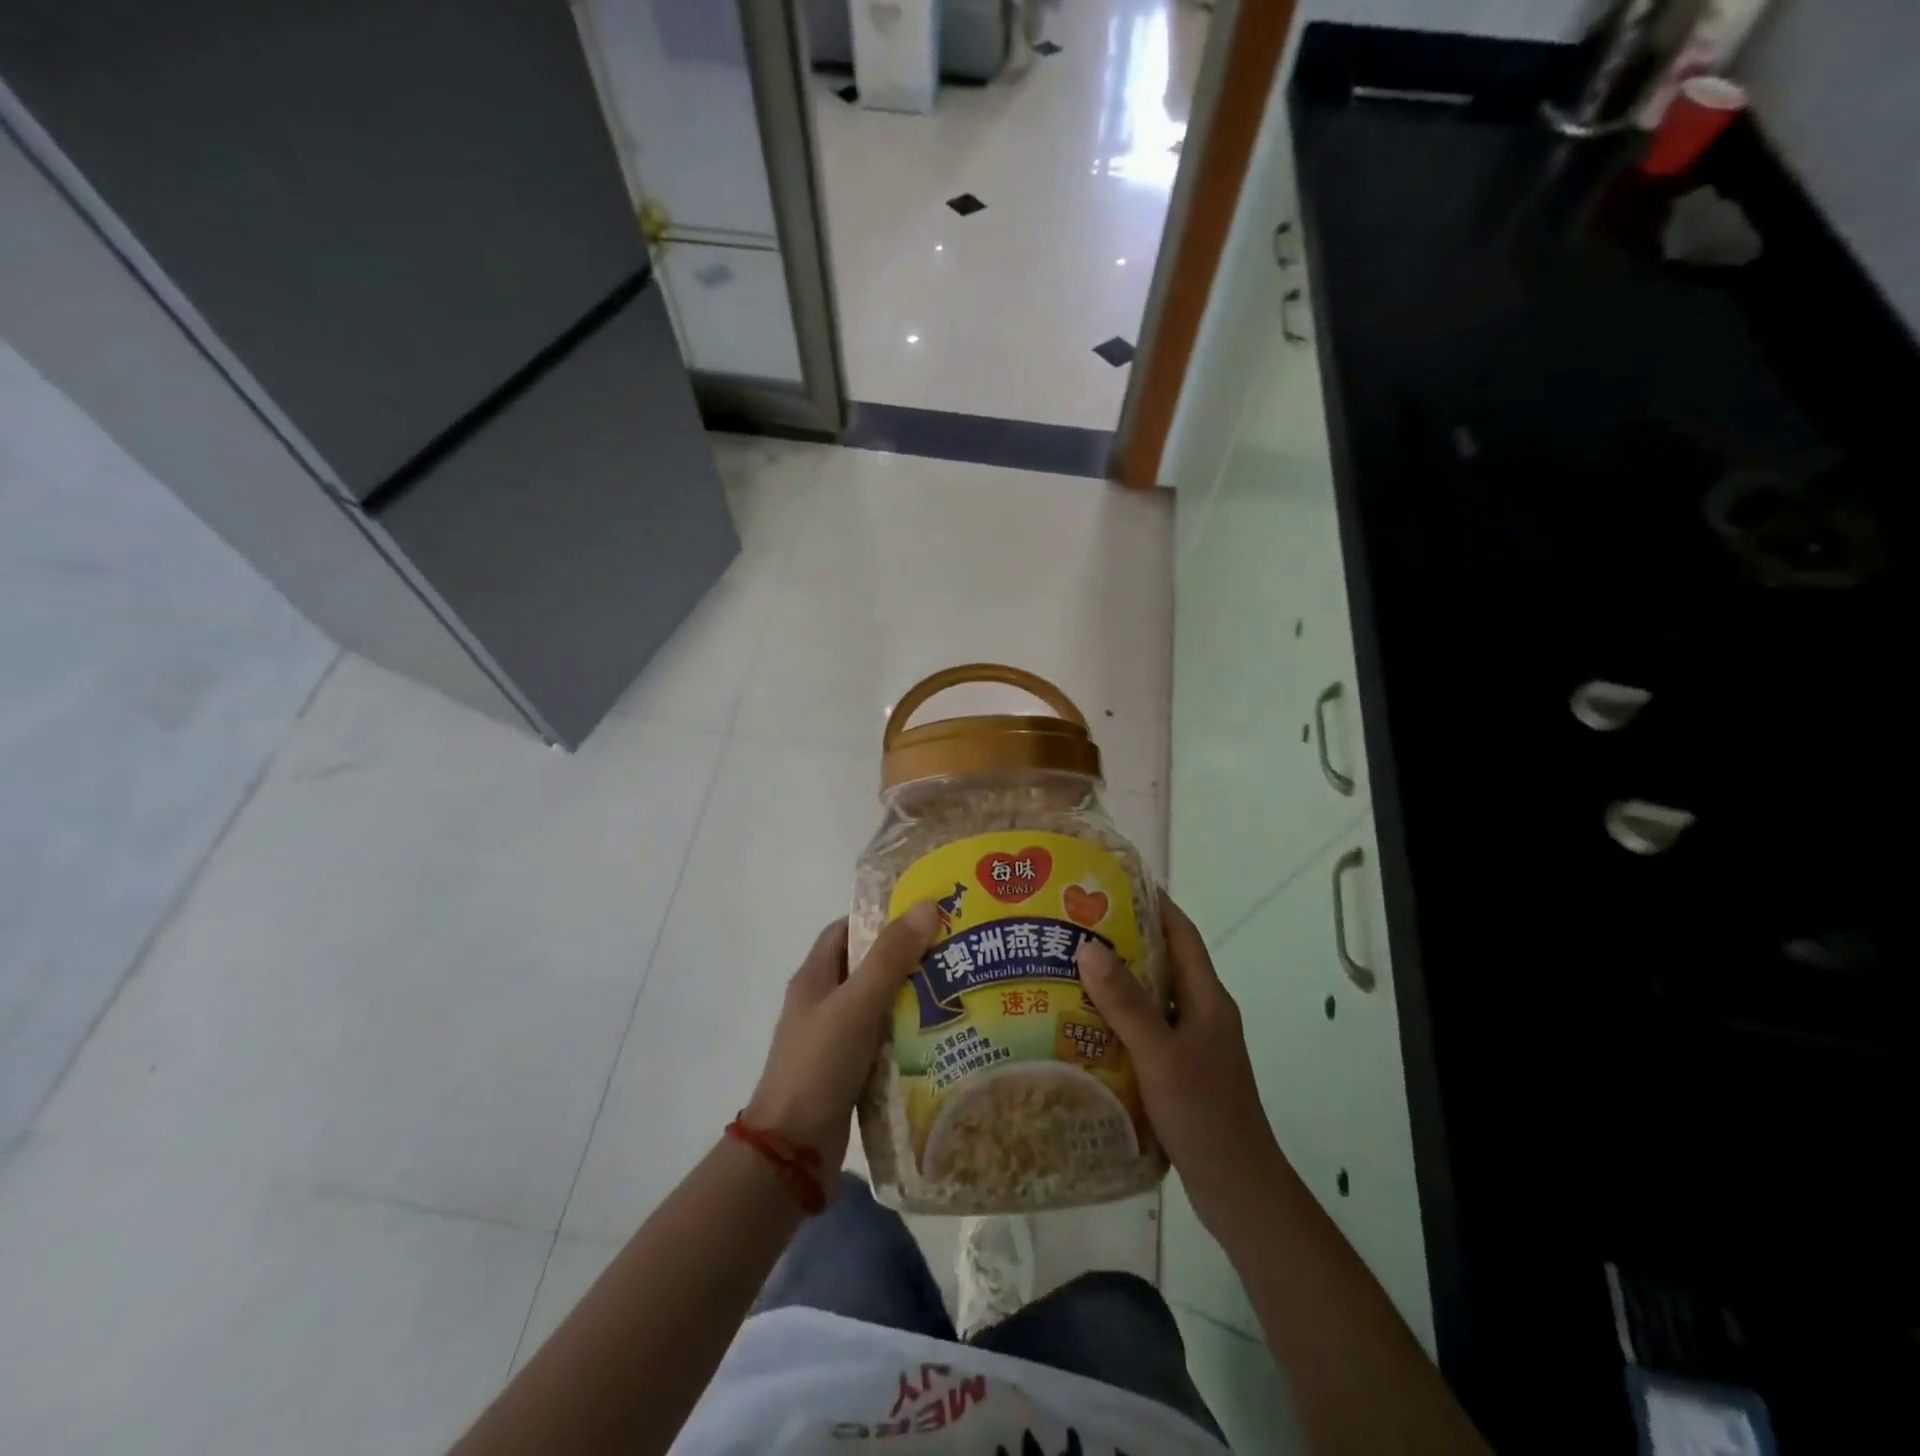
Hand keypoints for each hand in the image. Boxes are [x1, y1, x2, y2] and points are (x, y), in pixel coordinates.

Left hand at [744, 903, 939, 1174]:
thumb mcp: (857, 1004)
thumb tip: (927, 905)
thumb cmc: (819, 1065)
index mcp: (815, 977)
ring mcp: (835, 1039)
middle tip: (955, 950)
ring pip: (880, 1005)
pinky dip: (909, 1034)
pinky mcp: (850, 1070)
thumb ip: (890, 957)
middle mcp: (823, 1002)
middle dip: (908, 956)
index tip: (925, 913)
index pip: (848, 929)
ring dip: (913, 997)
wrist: (792, 1152)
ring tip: (960, 988)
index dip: (882, 916)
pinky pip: (884, 1040)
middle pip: (869, 966)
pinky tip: (944, 1035)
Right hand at [1076, 891, 1285, 1239]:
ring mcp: (1192, 1042)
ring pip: (1151, 997)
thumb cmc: (1205, 1113)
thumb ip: (1127, 1003)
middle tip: (1074, 924)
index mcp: (1207, 998)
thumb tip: (1088, 946)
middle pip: (1162, 961)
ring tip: (1067, 967)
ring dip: (1116, 981)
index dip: (1154, 903)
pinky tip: (1082, 1024)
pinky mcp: (1180, 1069)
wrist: (1238, 1189)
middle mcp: (1202, 1012)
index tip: (1112, 882)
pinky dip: (1117, 1019)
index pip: (1181, 933)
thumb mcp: (1160, 1055)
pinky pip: (1145, 1029)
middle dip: (1123, 939)